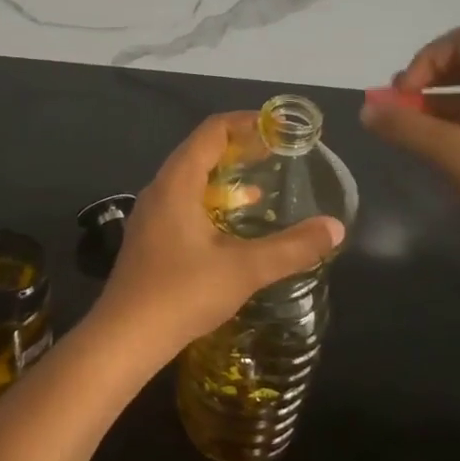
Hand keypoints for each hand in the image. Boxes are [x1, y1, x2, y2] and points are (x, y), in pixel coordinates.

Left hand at [92, 113, 345, 364]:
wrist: (124, 337)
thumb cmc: (182, 293)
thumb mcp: (244, 269)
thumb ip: (291, 248)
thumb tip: (335, 228)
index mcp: (177, 182)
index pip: (211, 132)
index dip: (246, 123)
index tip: (278, 129)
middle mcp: (159, 189)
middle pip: (199, 150)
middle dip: (238, 148)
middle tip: (275, 154)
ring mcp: (150, 214)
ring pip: (190, 179)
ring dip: (224, 176)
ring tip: (260, 186)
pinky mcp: (149, 237)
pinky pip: (183, 201)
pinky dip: (211, 199)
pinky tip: (231, 224)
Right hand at [359, 27, 459, 303]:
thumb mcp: (455, 154)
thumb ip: (406, 127)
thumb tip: (366, 108)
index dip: (424, 60)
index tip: (402, 95)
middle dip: (425, 82)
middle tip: (397, 109)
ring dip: (434, 107)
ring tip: (406, 132)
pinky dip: (453, 128)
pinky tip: (435, 150)